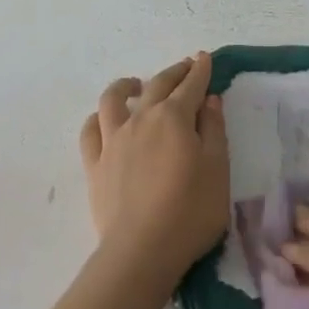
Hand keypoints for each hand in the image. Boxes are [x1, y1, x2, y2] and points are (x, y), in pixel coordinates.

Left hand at [78, 52, 229, 290]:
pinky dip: (97, 118)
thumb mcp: (218, 170)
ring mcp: (113, 140)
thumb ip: (214, 131)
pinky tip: (103, 120)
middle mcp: (141, 119)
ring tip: (135, 84)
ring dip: (126, 86)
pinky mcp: (94, 163)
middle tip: (185, 66)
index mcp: (175, 118)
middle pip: (157, 86)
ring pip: (112, 99)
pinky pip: (90, 131)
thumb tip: (209, 100)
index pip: (190, 86)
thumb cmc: (190, 212)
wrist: (142, 250)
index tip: (204, 58)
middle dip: (174, 73)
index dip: (200, 70)